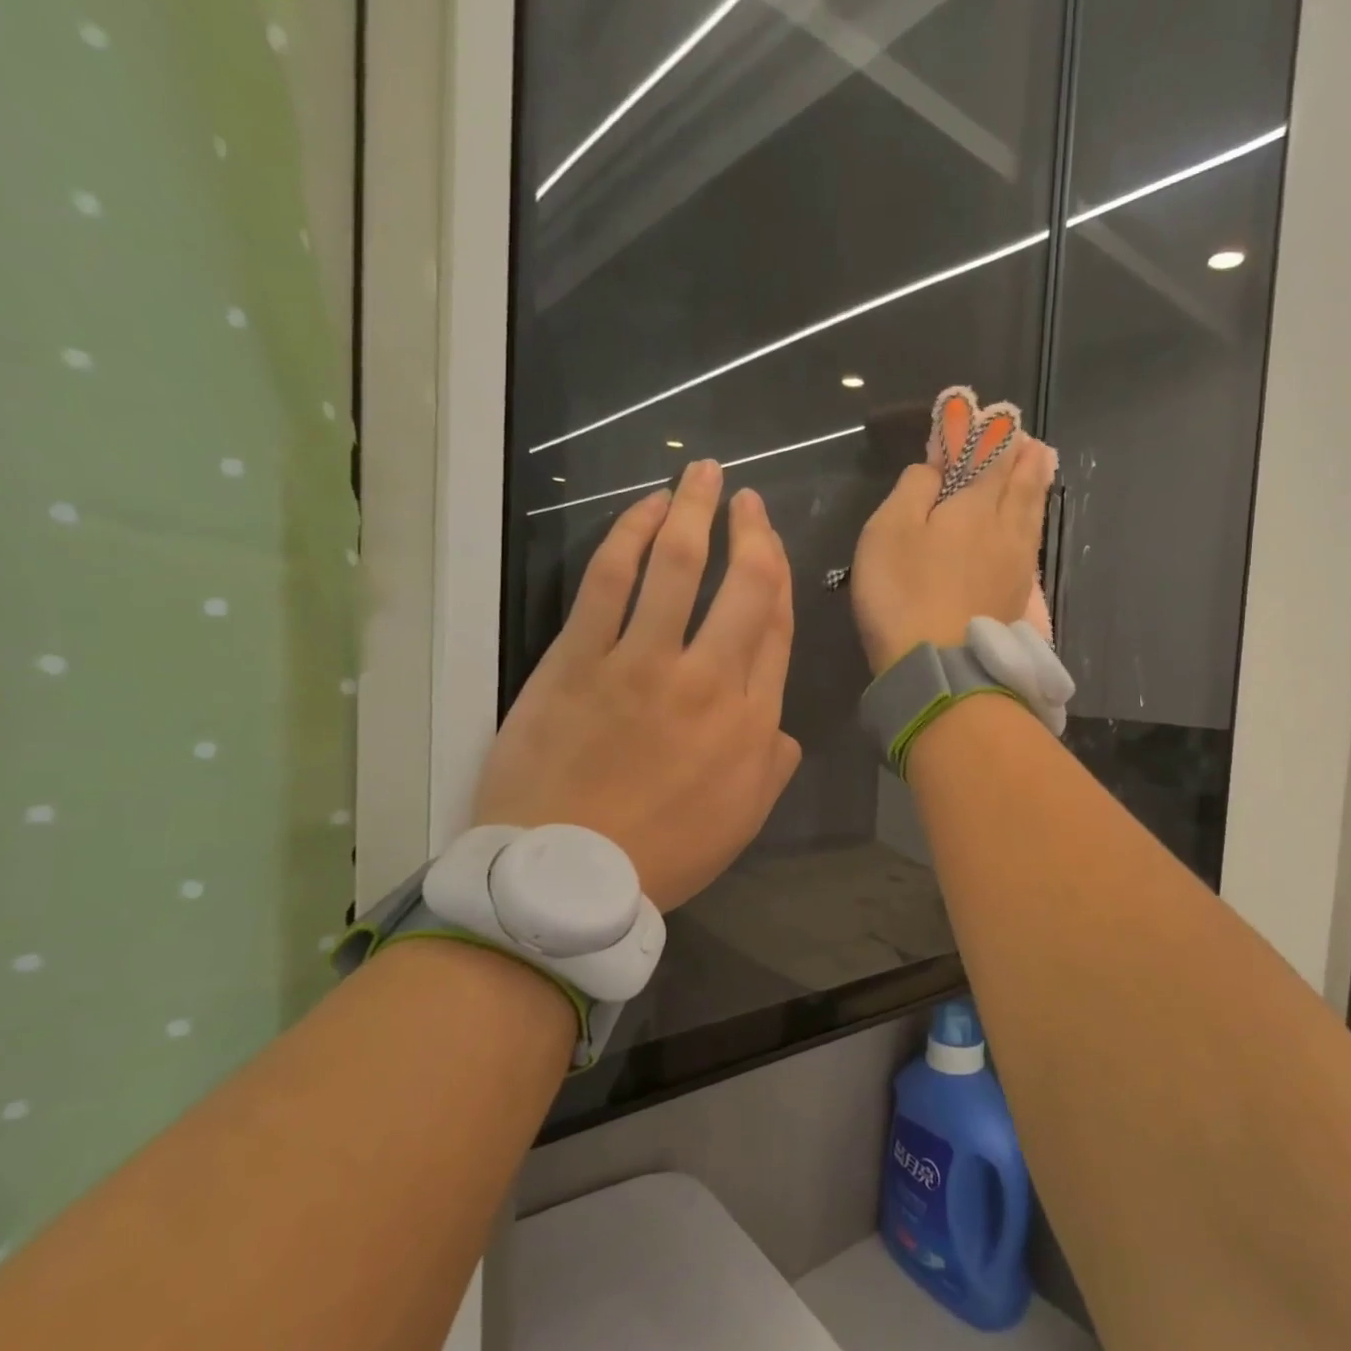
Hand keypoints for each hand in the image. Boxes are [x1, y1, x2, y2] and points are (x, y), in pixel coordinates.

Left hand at [473, 460, 800, 910]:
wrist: (568, 877)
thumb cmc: (664, 854)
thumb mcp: (743, 821)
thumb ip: (773, 765)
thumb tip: (782, 728)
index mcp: (751, 721)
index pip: (775, 629)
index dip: (778, 577)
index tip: (772, 546)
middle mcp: (708, 680)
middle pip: (743, 586)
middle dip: (751, 532)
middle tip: (748, 499)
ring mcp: (641, 664)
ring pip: (678, 566)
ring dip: (694, 511)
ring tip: (702, 473)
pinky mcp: (579, 660)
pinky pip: (609, 582)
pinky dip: (629, 536)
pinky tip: (643, 509)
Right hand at [849, 432, 1056, 674]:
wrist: (940, 668)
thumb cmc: (904, 593)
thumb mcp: (890, 530)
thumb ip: (914, 489)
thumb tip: (933, 468)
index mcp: (975, 506)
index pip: (990, 457)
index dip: (992, 435)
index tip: (996, 416)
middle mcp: (1005, 530)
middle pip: (1021, 484)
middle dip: (1024, 458)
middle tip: (1031, 441)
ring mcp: (1016, 567)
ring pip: (1032, 515)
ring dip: (1036, 486)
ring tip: (1041, 467)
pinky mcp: (1016, 599)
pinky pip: (1031, 547)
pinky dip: (1032, 524)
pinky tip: (1030, 528)